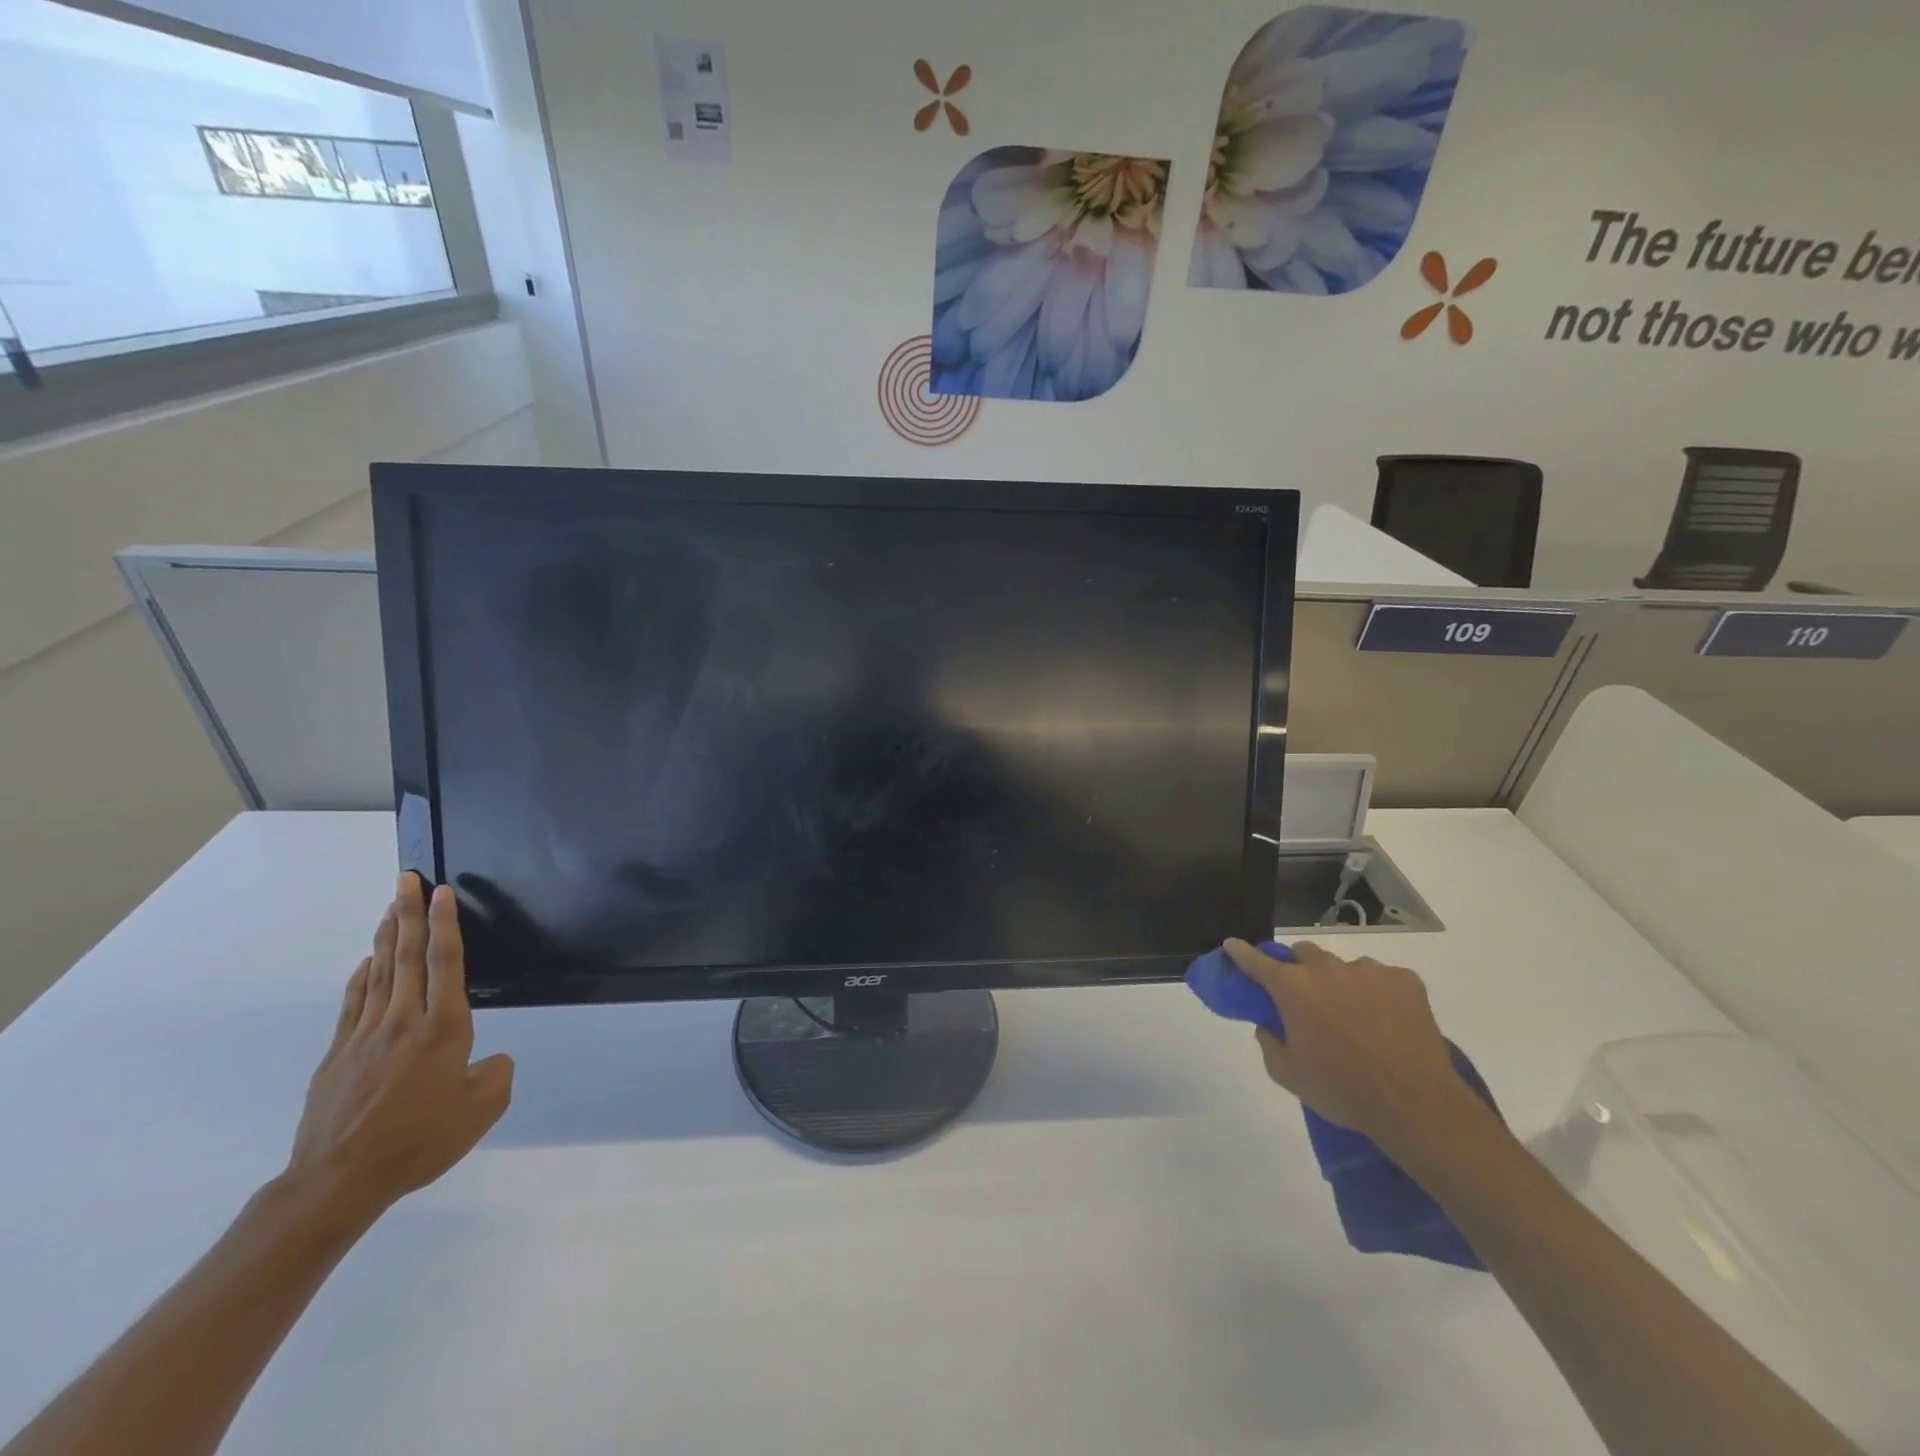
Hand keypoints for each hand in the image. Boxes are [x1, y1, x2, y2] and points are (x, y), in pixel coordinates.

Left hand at [285, 874, 513, 1226]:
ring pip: (378, 973)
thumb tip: (491, 1061)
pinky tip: (365, 964)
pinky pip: (353, 1005)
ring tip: (390, 907)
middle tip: (406, 879)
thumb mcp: (482, 1110)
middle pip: (406, 956)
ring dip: (385, 937)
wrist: (339, 1181)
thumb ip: (496, 1075)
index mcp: (443, 1029)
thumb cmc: (420, 1140)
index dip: (445, 924)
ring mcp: (365, 1036)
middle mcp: (404, 1021)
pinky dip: (361, 978)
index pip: (445, 963)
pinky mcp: (338, 1056)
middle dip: (409, 914)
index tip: (442, 892)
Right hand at [1224, 938, 1494, 1164]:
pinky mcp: (1405, 980)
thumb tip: (1268, 1024)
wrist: (1416, 1105)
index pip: (1257, 961)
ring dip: (1341, 984)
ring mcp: (1369, 971)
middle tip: (1308, 998)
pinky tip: (1388, 1022)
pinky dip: (1379, 994)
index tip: (1232, 945)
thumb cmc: (1343, 1091)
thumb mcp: (1290, 1075)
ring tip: (1357, 1018)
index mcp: (1293, 988)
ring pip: (1345, 967)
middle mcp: (1326, 969)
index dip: (1241, 952)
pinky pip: (1383, 979)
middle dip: (1300, 969)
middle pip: (1303, 954)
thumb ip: (1269, 1043)